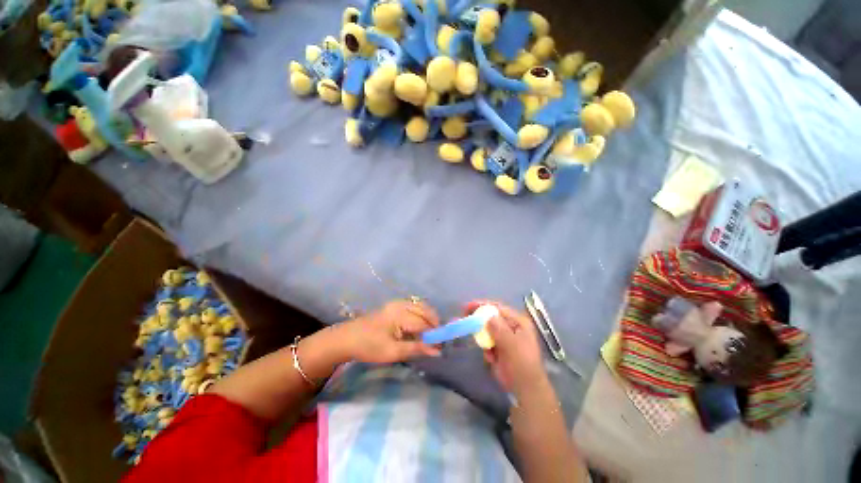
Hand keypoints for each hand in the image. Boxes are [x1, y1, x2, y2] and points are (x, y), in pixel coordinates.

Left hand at [339, 299, 440, 363]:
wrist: (347, 339)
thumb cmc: (369, 346)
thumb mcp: (393, 352)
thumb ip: (416, 349)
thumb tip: (437, 351)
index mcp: (400, 314)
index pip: (424, 323)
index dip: (435, 334)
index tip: (441, 346)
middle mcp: (401, 304)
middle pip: (425, 310)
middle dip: (434, 324)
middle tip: (437, 340)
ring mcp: (397, 303)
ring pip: (420, 307)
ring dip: (428, 319)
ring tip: (429, 335)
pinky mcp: (394, 306)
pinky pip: (414, 307)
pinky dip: (420, 316)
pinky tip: (419, 328)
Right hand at [464, 300, 545, 393]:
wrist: (524, 389)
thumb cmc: (522, 364)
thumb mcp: (512, 345)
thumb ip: (499, 329)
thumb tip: (488, 317)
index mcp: (518, 322)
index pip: (498, 308)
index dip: (483, 305)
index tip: (468, 306)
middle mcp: (511, 326)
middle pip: (490, 317)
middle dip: (478, 319)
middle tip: (464, 317)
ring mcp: (504, 337)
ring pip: (487, 330)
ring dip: (482, 337)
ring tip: (486, 348)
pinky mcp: (498, 347)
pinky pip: (487, 342)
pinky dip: (486, 348)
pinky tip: (491, 358)